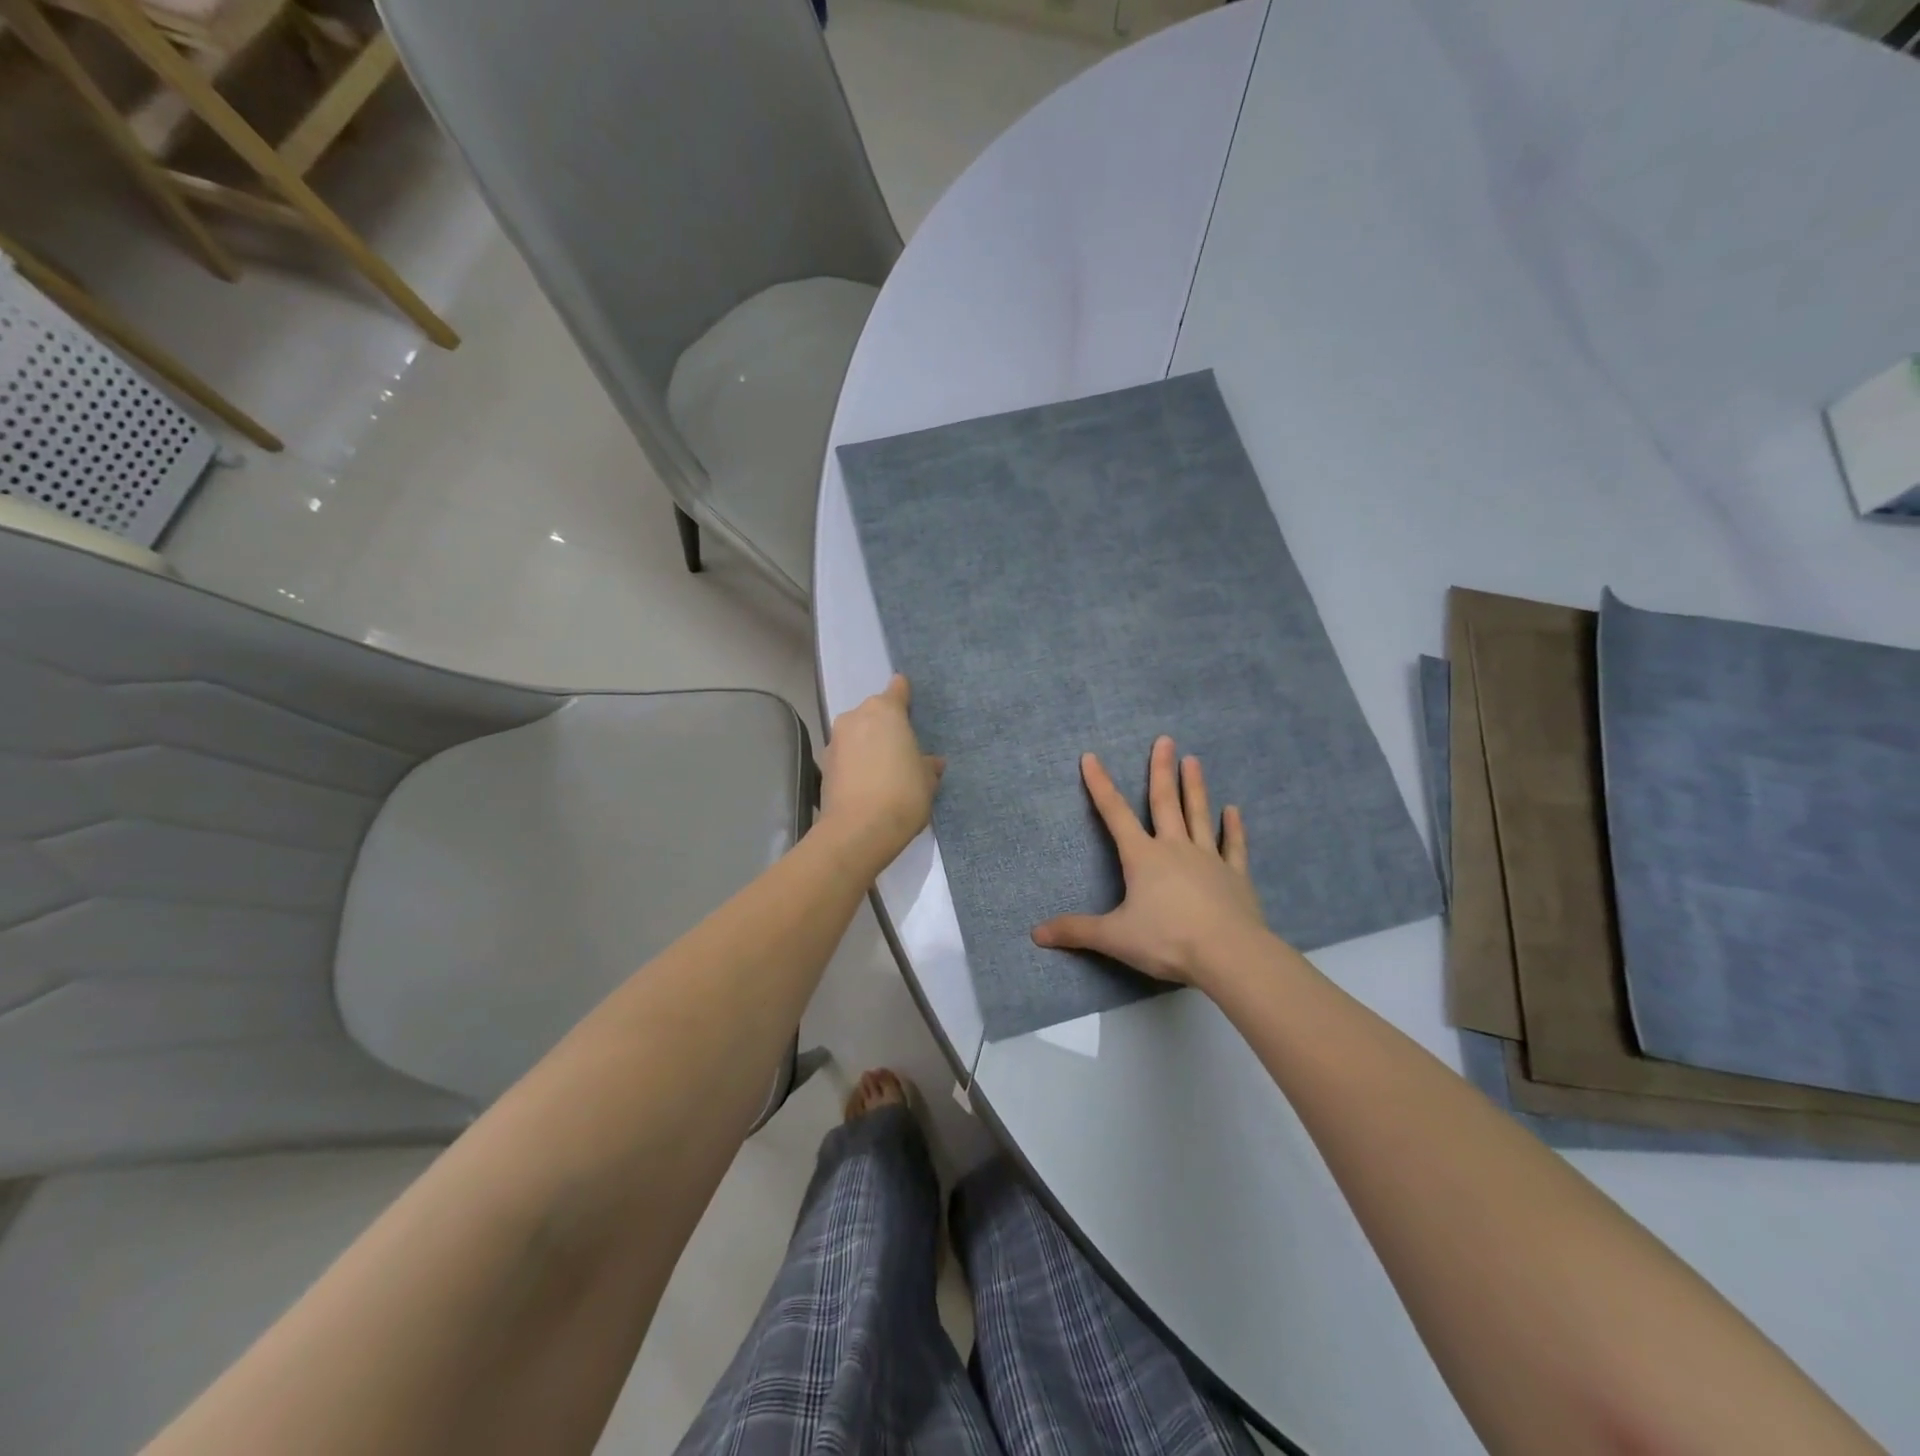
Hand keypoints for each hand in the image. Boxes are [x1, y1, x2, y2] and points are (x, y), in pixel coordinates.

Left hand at [817, 675, 944, 873]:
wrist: (858, 831)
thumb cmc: (903, 794)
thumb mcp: (927, 780)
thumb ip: (929, 765)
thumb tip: (931, 762)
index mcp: (885, 710)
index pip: (897, 689)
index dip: (905, 696)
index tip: (911, 708)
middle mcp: (855, 717)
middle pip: (874, 713)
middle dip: (885, 727)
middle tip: (902, 751)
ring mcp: (835, 741)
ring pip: (857, 735)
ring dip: (868, 746)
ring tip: (884, 773)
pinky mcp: (824, 766)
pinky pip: (846, 757)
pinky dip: (855, 765)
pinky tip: (868, 787)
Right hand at [1032, 736, 1268, 990]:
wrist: (1228, 954)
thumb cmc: (1167, 940)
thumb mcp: (1115, 937)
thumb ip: (1077, 931)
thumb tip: (1035, 933)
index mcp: (1143, 857)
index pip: (1115, 814)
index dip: (1100, 785)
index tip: (1091, 757)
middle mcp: (1175, 848)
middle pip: (1165, 802)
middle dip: (1161, 770)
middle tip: (1165, 740)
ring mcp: (1209, 859)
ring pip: (1199, 815)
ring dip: (1195, 787)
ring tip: (1193, 760)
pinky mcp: (1235, 876)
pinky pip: (1233, 846)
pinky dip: (1233, 828)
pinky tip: (1234, 810)